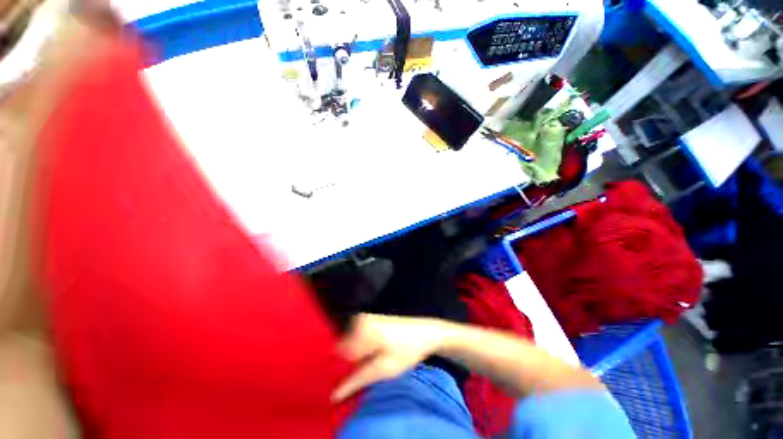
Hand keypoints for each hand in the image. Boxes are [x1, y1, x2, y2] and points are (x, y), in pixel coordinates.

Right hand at [332, 313, 449, 401]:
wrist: (425, 331)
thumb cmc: (407, 349)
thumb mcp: (384, 369)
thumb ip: (358, 379)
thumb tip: (334, 394)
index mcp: (361, 330)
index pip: (338, 355)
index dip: (342, 370)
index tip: (352, 376)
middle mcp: (360, 320)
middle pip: (344, 348)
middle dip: (350, 362)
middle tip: (367, 368)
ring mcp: (365, 317)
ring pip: (351, 343)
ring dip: (357, 355)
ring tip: (374, 359)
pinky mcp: (370, 318)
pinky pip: (358, 336)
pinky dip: (363, 347)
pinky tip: (375, 351)